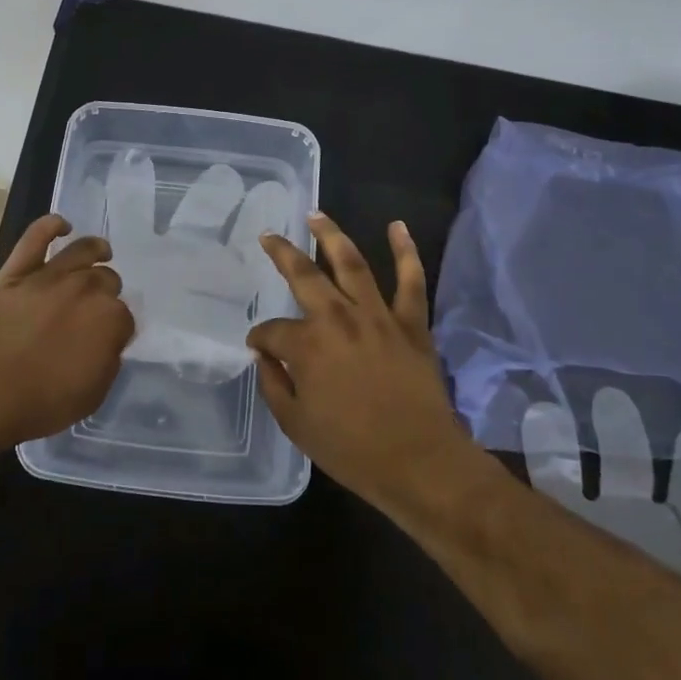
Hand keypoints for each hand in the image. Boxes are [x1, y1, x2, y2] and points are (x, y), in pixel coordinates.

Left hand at [0, 213, 134, 446]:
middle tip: (95, 308)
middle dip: (107, 292)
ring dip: (96, 250)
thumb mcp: (93, 394)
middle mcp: (86, 289)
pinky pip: (36, 237)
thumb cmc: (42, 402)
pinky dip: (50, 225)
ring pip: (83, 250)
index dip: (117, 328)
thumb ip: (109, 360)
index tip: (108, 339)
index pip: (125, 316)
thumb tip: (108, 341)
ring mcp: (50, 275)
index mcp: (110, 319)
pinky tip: (61, 225)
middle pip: (107, 279)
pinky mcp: (18, 270)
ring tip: (100, 251)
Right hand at [247, 213, 470, 512]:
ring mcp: (377, 316)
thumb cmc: (352, 450)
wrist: (420, 463)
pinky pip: (411, 280)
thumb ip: (273, 385)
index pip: (271, 331)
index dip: (260, 339)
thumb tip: (264, 357)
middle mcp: (338, 319)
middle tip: (269, 236)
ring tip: (317, 216)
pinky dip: (406, 251)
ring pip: (351, 264)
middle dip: (282, 253)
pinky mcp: (411, 323)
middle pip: (304, 276)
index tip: (260, 349)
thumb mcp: (296, 425)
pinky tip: (397, 227)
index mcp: (306, 346)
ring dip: (331, 236)